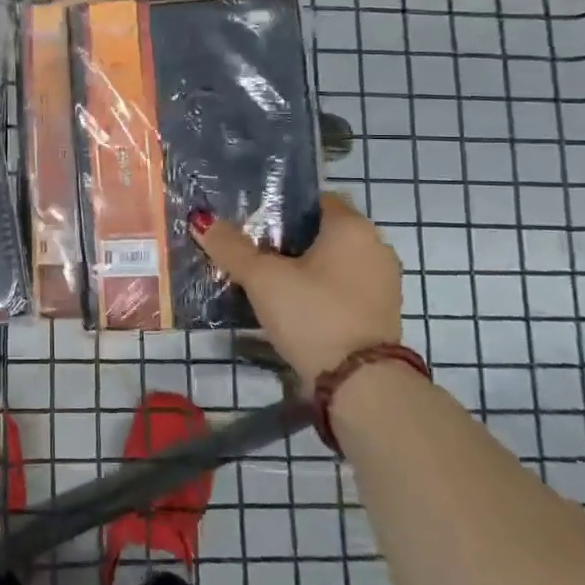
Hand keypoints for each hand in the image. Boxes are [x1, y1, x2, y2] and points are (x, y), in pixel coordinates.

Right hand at [190, 193, 402, 381]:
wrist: (359, 385)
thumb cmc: (312, 314)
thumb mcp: (263, 278)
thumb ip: (232, 247)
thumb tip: (202, 220)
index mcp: (353, 228)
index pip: (316, 199)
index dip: (283, 205)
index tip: (253, 221)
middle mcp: (375, 248)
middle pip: (323, 231)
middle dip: (288, 239)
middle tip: (251, 250)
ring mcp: (382, 283)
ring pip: (333, 262)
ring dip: (304, 268)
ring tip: (265, 280)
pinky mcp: (379, 314)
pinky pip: (342, 289)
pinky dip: (318, 291)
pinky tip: (290, 306)